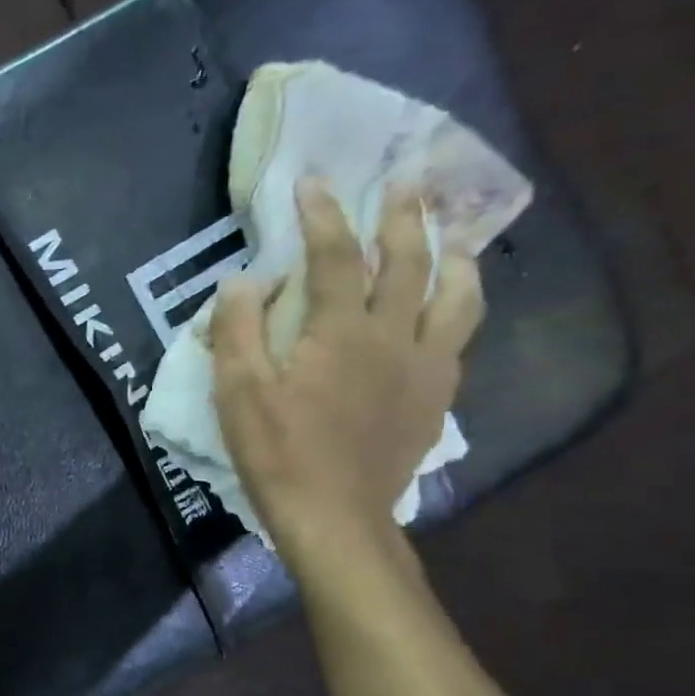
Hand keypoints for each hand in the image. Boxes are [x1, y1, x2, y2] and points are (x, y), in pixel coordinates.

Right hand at [211, 177, 483, 571]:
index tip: (313, 180)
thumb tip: (242, 280)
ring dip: (454, 258)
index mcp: (340, 332)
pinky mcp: (436, 399)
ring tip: (454, 238)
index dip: (323, 214)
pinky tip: (449, 312)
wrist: (335, 516)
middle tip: (407, 182)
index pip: (334, 256)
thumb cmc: (278, 453)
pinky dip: (457, 311)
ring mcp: (424, 368)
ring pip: (455, 298)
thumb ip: (237, 331)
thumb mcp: (238, 393)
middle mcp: (393, 337)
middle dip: (403, 217)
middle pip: (407, 263)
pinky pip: (457, 340)